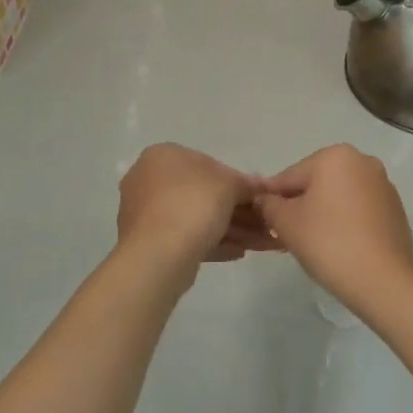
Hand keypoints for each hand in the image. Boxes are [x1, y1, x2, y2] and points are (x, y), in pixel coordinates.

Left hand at [115, 143, 279, 268]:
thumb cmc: (192, 206)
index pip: (209, 164)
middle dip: (239, 211)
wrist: (158, 256)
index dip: (239, 183)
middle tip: (266, 225)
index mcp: (163, 156)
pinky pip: (187, 238)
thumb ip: (247, 184)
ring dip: (232, 230)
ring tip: (261, 244)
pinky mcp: (149, 243)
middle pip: (204, 194)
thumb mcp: (229, 186)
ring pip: (197, 219)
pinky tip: (239, 252)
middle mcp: (149, 180)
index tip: (260, 200)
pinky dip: (213, 243)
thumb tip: (262, 185)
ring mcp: (146, 213)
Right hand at [256, 145, 412, 316]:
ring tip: (312, 245)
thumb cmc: (328, 242)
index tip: (265, 222)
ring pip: (338, 197)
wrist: (383, 280)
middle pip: (316, 184)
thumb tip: (264, 199)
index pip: (290, 176)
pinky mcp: (395, 209)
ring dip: (322, 214)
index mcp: (335, 156)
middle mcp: (363, 162)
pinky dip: (345, 222)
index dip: (273, 200)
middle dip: (300, 206)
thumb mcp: (285, 222)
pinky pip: (359, 210)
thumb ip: (269, 205)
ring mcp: (383, 185)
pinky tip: (338, 247)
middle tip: (287, 236)